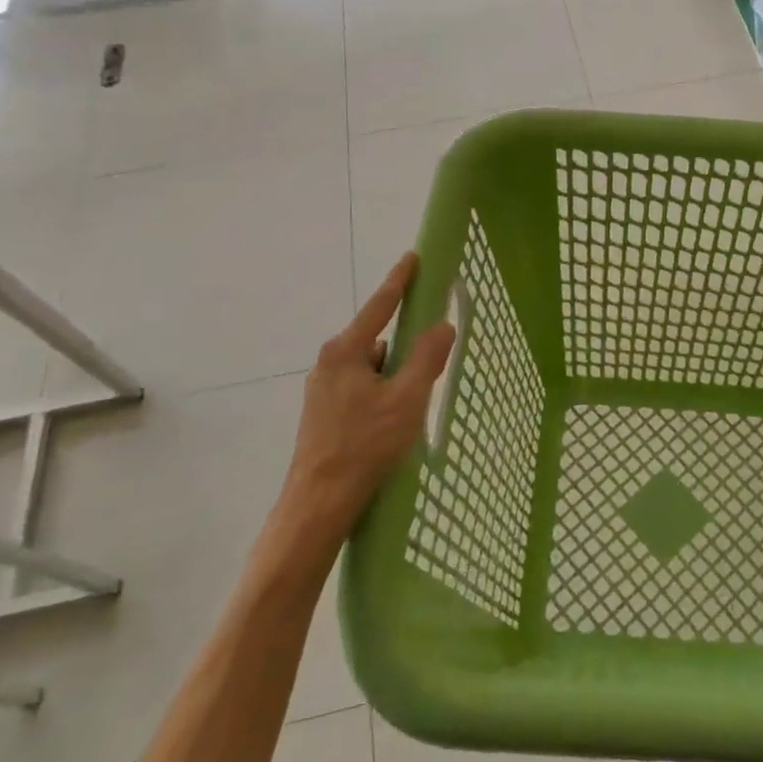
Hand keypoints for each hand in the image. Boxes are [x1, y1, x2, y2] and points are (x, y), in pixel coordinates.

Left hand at [282, 253, 455, 531]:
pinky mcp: (323, 413)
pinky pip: (361, 386)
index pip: (379, 306)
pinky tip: (394, 418)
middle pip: (376, 337)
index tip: (413, 257)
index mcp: (346, 352)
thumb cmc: (365, 445)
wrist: (319, 504)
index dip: (399, 281)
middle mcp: (329, 363)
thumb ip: (427, 358)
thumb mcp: (407, 399)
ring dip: (393, 373)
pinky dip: (381, 391)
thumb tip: (443, 324)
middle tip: (430, 354)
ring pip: (370, 367)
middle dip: (403, 342)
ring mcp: (322, 389)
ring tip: (414, 400)